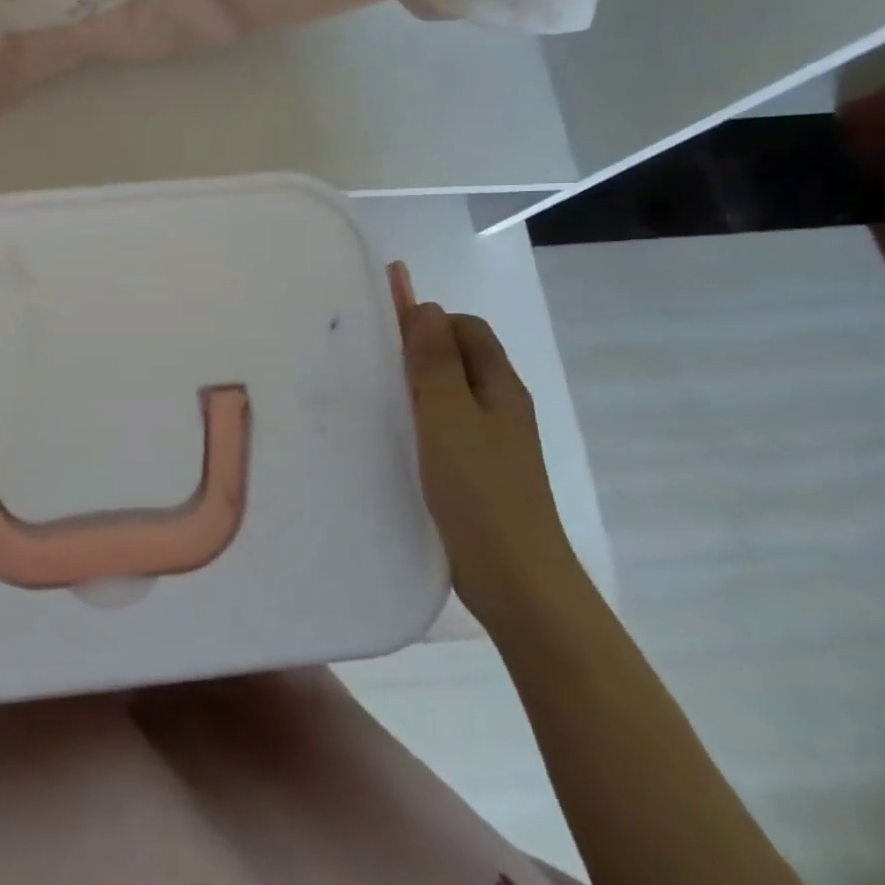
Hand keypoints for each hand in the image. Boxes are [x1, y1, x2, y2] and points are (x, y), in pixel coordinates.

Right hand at [392, 269, 590, 635]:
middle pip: (458, 357)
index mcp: (499, 386)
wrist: (515, 577)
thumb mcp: (448, 416)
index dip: (427, 321)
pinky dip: (417, 417)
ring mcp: (489, 441)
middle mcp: (499, 406)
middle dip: (417, 349)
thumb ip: (435, 360)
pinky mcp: (474, 470)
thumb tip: (424, 307)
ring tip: (372, 395)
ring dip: (413, 384)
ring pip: (448, 392)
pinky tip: (390, 435)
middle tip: (370, 363)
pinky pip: (443, 425)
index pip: (465, 328)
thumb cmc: (479, 489)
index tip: (383, 334)